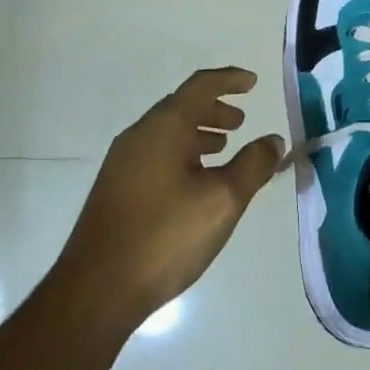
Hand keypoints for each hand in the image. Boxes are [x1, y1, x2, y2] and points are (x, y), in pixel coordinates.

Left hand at [55, 67, 284, 330]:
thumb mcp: (223, 200)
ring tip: (223, 149)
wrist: (96, 289)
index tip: (253, 82)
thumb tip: (273, 140)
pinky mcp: (116, 188)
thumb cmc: (165, 236)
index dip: (229, 80)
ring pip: (167, 132)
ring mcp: (123, 162)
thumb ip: (253, 165)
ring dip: (198, 132)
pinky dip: (182, 152)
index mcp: (164, 127)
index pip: (201, 86)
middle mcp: (140, 135)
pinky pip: (156, 153)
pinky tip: (195, 182)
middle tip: (241, 122)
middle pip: (181, 106)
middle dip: (214, 109)